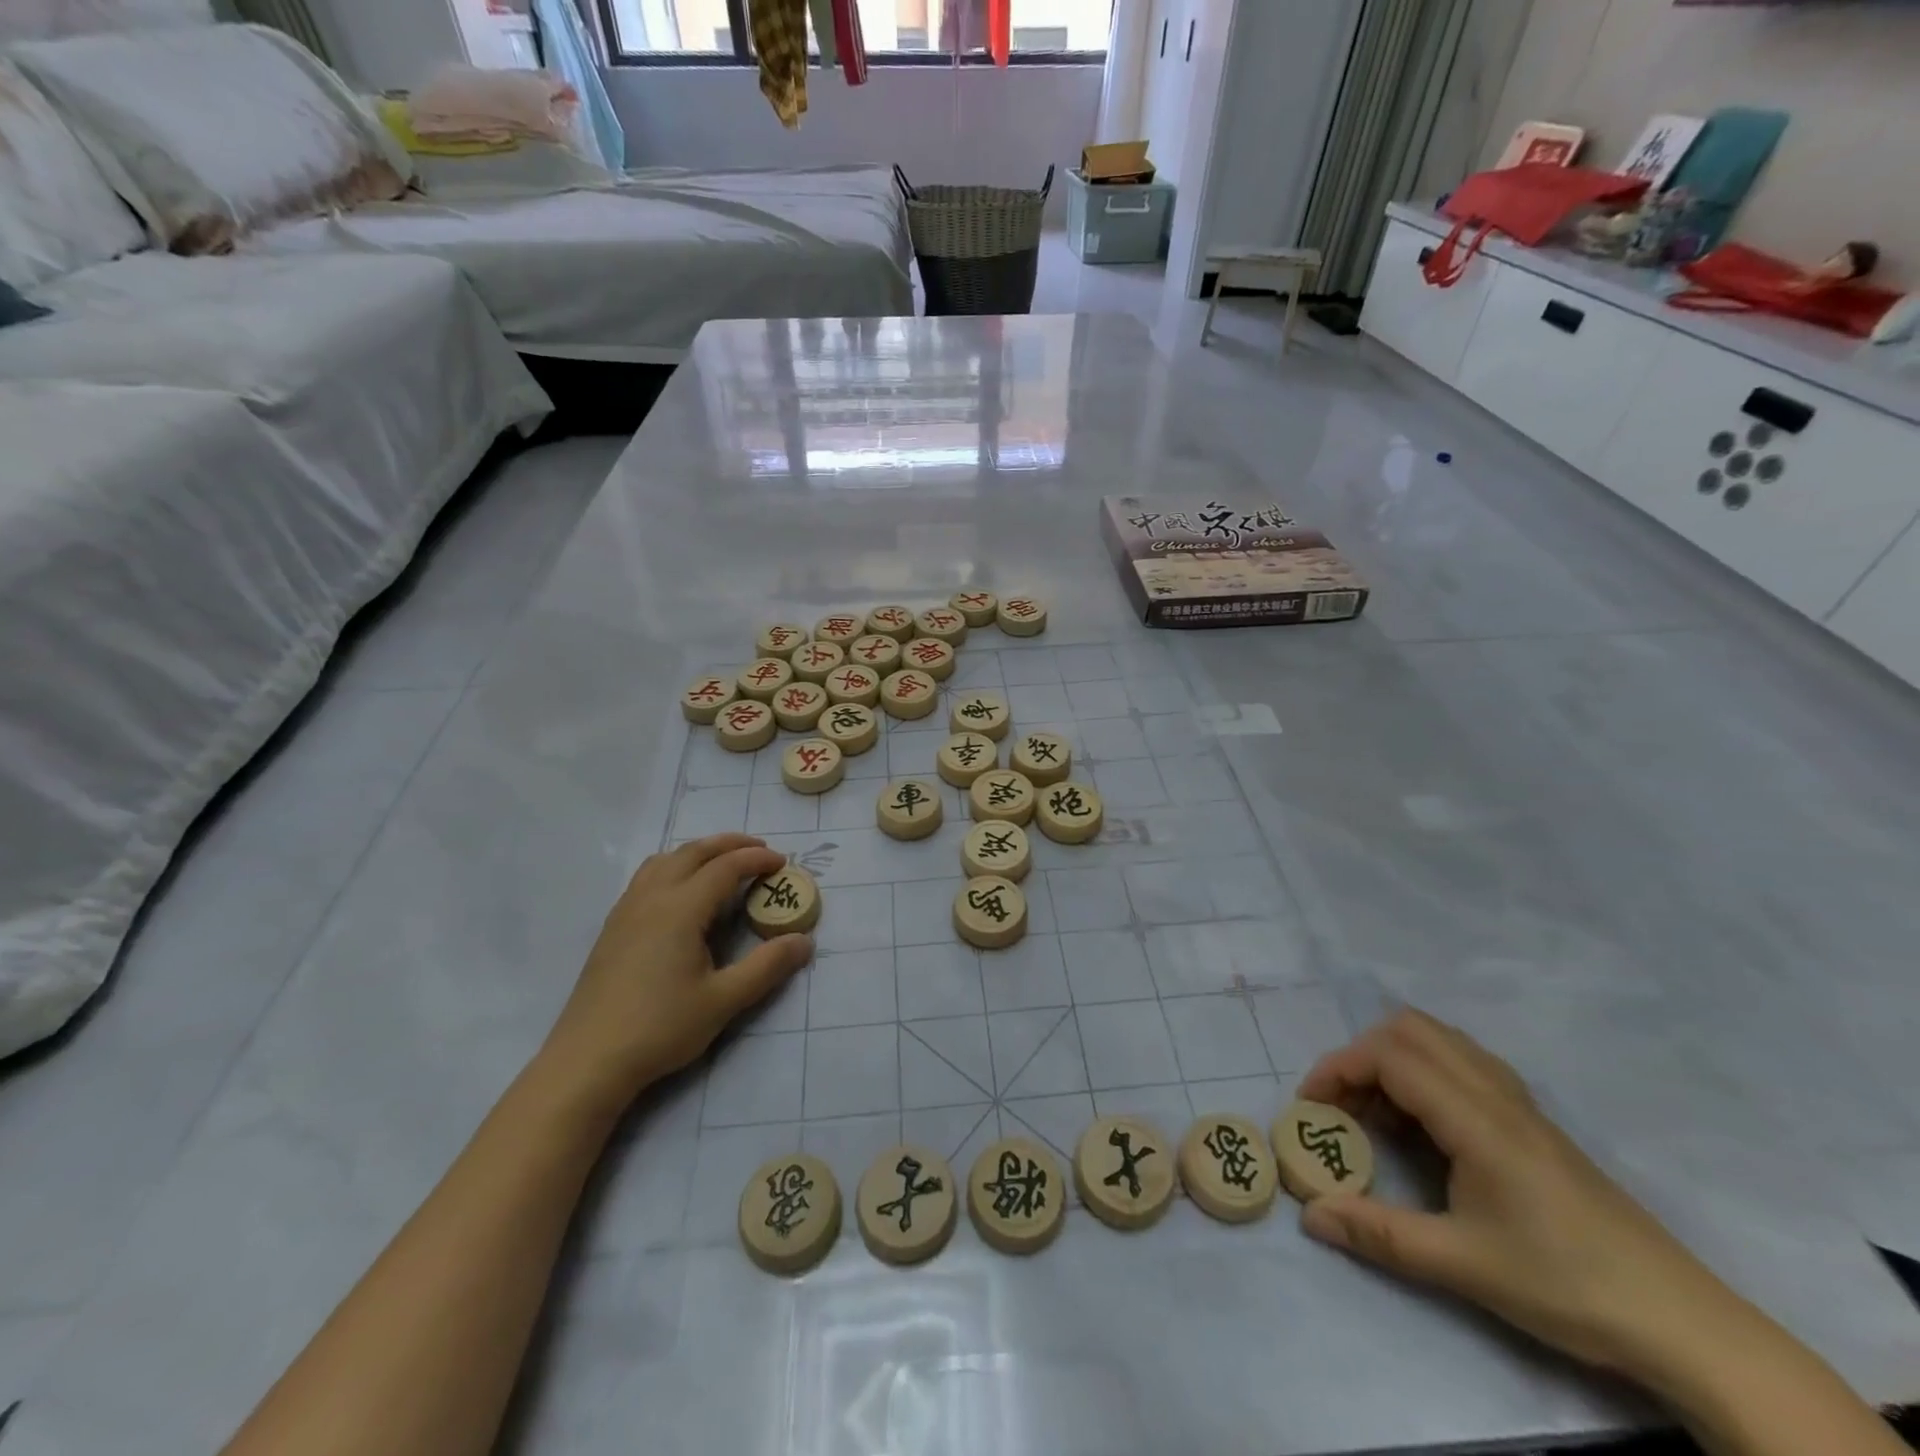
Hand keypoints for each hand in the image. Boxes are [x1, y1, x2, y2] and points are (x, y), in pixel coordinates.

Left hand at [541, 835, 811, 1108]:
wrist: (588, 1060)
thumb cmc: (660, 1028)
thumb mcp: (723, 1001)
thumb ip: (767, 967)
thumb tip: (804, 941)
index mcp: (680, 909)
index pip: (725, 867)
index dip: (757, 859)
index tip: (782, 862)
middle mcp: (652, 897)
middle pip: (693, 852)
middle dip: (730, 844)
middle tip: (760, 850)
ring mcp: (627, 910)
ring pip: (665, 859)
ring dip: (699, 851)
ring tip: (722, 862)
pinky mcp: (613, 927)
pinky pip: (648, 876)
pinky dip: (675, 866)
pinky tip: (682, 892)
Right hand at [1296, 1010, 1750, 1381]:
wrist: (1682, 1322)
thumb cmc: (1567, 1285)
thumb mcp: (1463, 1265)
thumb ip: (1380, 1233)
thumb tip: (1309, 1216)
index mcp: (1476, 1118)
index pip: (1390, 1056)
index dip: (1339, 1068)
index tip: (1312, 1107)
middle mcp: (1495, 1093)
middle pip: (1410, 1029)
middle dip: (1360, 1054)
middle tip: (1342, 1104)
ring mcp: (1519, 1103)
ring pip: (1440, 1040)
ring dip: (1393, 1058)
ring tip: (1376, 1112)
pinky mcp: (1532, 1121)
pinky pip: (1463, 1063)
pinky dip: (1424, 1071)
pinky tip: (1424, 1123)